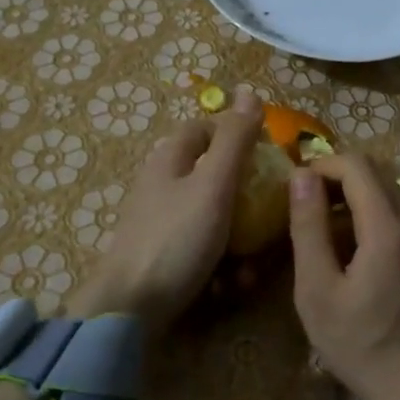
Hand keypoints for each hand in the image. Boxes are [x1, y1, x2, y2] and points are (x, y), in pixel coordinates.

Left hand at [67, 87, 263, 335]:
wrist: (129, 310)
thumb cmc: (176, 239)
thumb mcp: (213, 185)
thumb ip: (234, 140)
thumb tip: (248, 89)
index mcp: (169, 160)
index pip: (202, 129)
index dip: (234, 134)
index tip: (266, 156)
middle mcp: (160, 186)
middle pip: (210, 176)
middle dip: (244, 197)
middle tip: (269, 214)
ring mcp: (158, 224)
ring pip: (210, 218)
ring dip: (237, 239)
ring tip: (252, 266)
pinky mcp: (160, 258)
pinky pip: (199, 250)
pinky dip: (219, 264)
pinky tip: (230, 285)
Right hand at [289, 154, 399, 399]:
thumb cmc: (362, 347)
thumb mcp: (318, 291)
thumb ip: (308, 228)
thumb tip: (302, 177)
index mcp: (390, 228)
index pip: (357, 165)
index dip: (322, 164)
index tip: (295, 185)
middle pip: (377, 174)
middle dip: (337, 178)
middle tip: (305, 205)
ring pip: (391, 192)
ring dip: (356, 196)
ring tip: (324, 228)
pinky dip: (375, 215)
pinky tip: (355, 248)